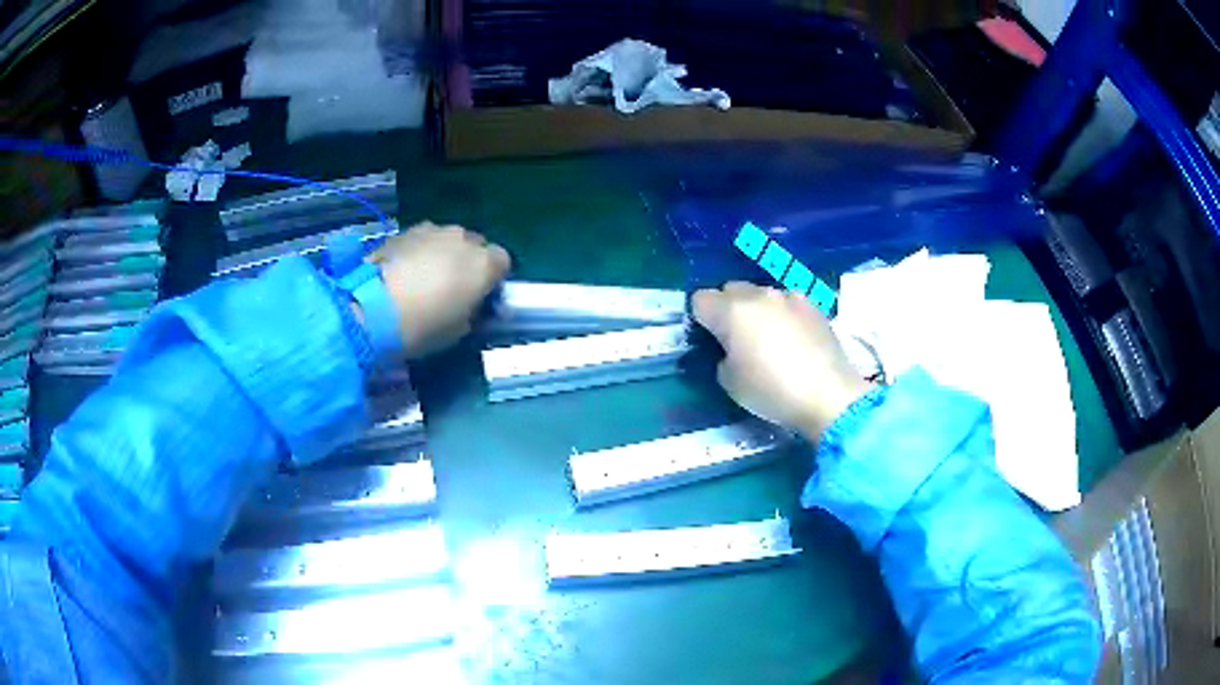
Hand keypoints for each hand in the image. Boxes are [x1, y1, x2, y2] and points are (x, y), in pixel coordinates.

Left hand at [370, 222, 510, 357]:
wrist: (373, 308)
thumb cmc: (424, 325)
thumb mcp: (459, 330)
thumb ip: (473, 311)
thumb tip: (473, 305)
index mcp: (484, 262)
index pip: (502, 262)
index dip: (492, 279)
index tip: (480, 298)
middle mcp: (462, 238)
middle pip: (474, 246)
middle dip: (467, 263)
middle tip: (452, 289)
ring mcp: (431, 230)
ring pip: (446, 241)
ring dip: (442, 256)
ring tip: (423, 281)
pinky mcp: (403, 232)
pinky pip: (421, 242)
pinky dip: (418, 254)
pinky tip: (403, 275)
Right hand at [692, 282, 870, 441]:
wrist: (828, 394)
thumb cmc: (772, 391)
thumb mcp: (730, 383)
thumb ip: (723, 356)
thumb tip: (732, 348)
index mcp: (731, 311)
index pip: (700, 299)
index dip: (700, 318)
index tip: (709, 338)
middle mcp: (758, 294)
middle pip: (731, 289)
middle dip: (728, 308)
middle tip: (737, 339)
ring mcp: (789, 296)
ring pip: (761, 294)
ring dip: (757, 309)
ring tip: (769, 338)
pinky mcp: (813, 305)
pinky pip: (787, 302)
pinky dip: (783, 314)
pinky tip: (794, 338)